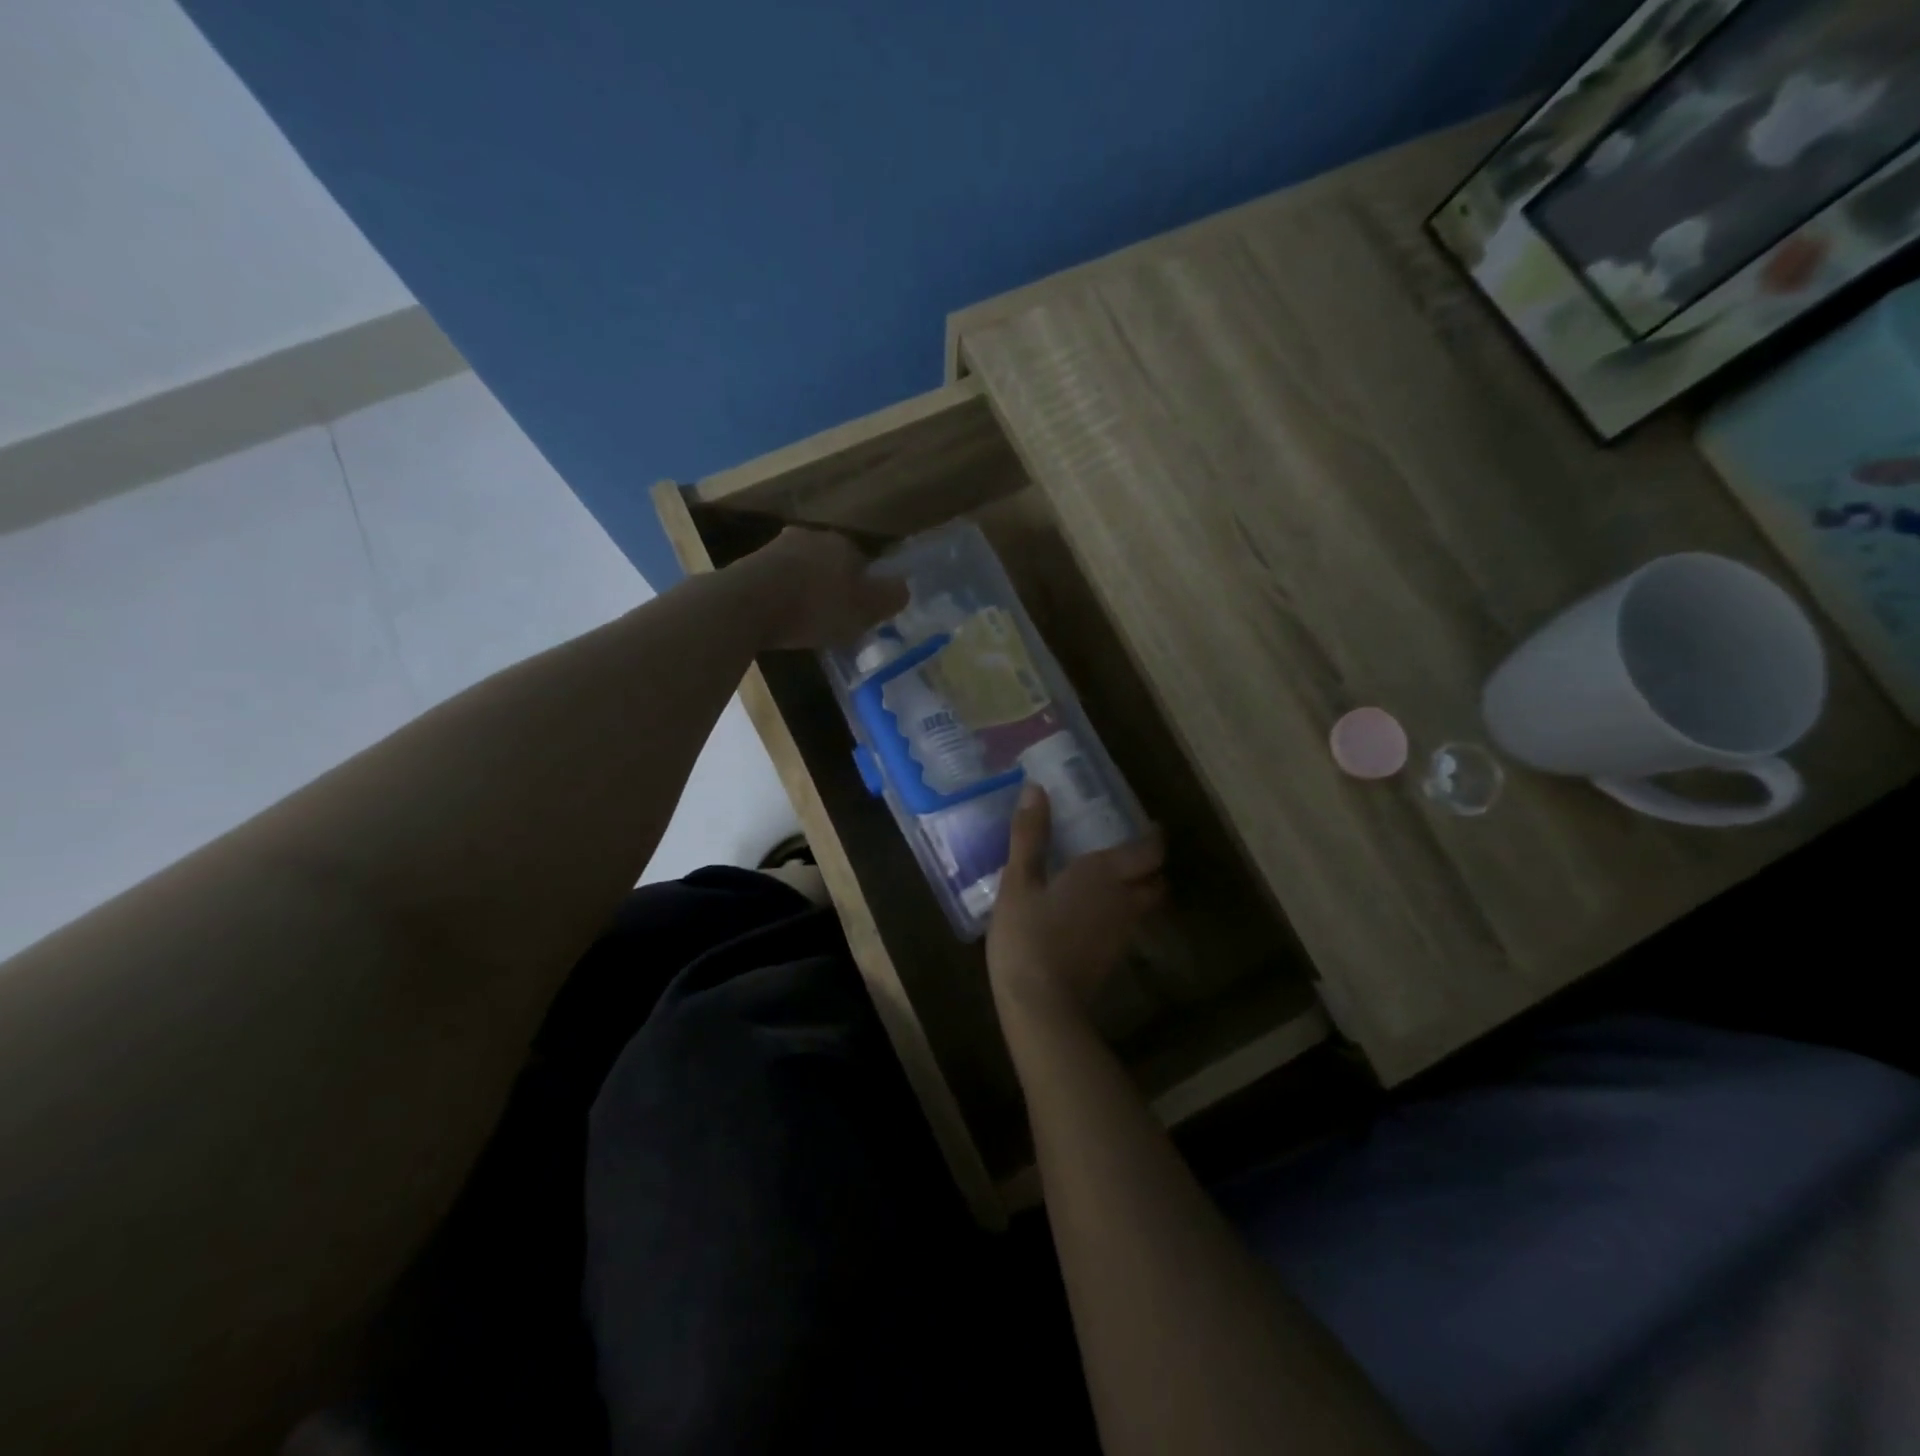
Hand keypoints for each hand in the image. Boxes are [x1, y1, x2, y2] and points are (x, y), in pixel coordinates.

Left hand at [730, 527, 908, 650]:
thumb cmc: (815, 606)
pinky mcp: (749, 566)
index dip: (864, 588)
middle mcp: (809, 537)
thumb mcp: (864, 609)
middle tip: (833, 617)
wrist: (747, 605)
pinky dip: (781, 598)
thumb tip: (904, 588)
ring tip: (805, 621)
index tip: (860, 613)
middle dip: (832, 586)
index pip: (862, 561)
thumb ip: (889, 597)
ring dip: (805, 591)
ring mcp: (775, 548)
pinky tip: (780, 619)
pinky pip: (776, 583)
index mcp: (842, 543)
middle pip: (830, 563)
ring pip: (801, 570)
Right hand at [988, 783, 1165, 1026]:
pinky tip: (1093, 912)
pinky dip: (1121, 912)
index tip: (1148, 825)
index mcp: (1106, 874)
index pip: (1150, 850)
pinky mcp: (1112, 957)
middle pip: (1156, 879)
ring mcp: (1122, 932)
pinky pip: (1127, 925)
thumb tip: (1035, 787)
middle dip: (1149, 865)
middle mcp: (1125, 900)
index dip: (1154, 837)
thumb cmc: (1028, 935)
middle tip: (1128, 851)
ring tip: (1111, 878)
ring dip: (1138, 889)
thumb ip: (1029, 835)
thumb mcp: (1018, 881)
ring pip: (1144, 904)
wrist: (1041, 1005)